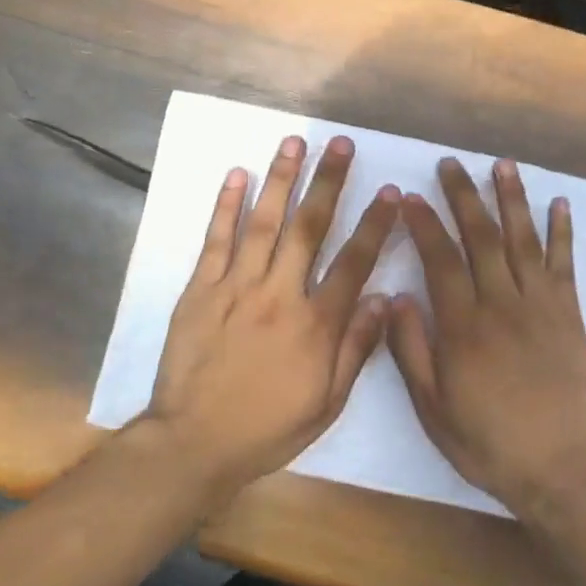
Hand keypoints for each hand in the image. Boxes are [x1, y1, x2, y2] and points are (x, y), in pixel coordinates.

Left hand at [141, 134, 399, 497]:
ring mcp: (236, 287)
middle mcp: (280, 294)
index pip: (354, 262)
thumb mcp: (328, 402)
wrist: (195, 442)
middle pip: (310, 227)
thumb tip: (385, 300)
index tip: (389, 191)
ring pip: (264, 222)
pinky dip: (226, 206)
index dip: (374, 224)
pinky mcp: (200, 290)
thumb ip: (356, 347)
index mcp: (316, 324)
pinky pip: (216, 240)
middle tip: (340, 144)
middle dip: (328, 182)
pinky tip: (237, 175)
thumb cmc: (268, 427)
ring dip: (281, 179)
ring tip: (293, 142)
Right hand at [388, 156, 585, 515]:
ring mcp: (540, 306)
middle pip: (482, 237)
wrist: (557, 467)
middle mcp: (502, 305)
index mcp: (463, 327)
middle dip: (463, 196)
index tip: (410, 196)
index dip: (424, 223)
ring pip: (524, 240)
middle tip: (450, 165)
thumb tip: (397, 296)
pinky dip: (562, 232)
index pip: (440, 259)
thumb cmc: (485, 440)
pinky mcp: (569, 315)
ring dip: (512, 199)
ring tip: (502, 165)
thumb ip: (410, 349)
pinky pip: (565, 264)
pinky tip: (558, 204)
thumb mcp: (430, 406)